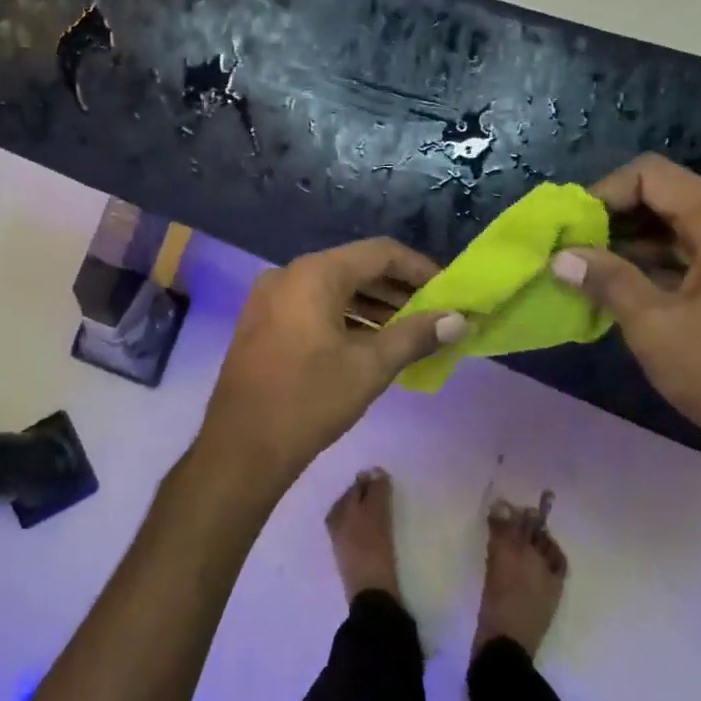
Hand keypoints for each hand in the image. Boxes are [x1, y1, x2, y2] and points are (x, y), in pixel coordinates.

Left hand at [196, 238, 467, 494]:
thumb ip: (416, 336)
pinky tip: (370, 343)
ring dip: (373, 306)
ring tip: (409, 332)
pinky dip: (345, 317)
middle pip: (355, 268)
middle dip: (397, 290)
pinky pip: (313, 306)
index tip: (449, 293)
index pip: (380, 253)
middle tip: (433, 315)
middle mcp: (289, 274)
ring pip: (333, 289)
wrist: (241, 447)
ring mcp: (270, 298)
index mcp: (314, 274)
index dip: (419, 269)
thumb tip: (458, 320)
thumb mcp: (370, 367)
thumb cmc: (309, 401)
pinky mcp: (262, 322)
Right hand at [550, 154, 700, 469]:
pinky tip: (619, 289)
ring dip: (629, 243)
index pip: (652, 175)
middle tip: (571, 250)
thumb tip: (560, 257)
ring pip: (676, 228)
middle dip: (613, 219)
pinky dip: (653, 264)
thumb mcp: (653, 323)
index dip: (605, 192)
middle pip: (665, 197)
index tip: (572, 228)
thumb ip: (606, 279)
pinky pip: (691, 256)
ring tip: (586, 270)